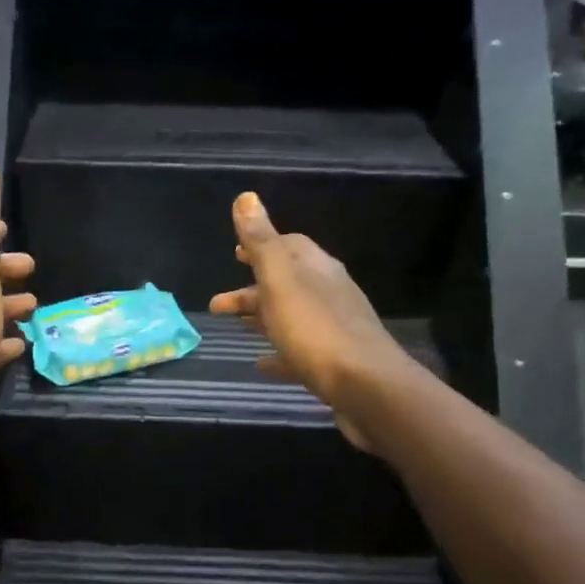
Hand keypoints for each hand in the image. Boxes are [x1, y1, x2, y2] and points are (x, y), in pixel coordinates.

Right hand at [208, 192, 415, 451]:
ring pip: (291, 316)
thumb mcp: (281, 280)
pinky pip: (300, 352)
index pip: (290, 245)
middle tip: (219, 303)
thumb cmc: (316, 329)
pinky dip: (279, 352)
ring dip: (262, 318)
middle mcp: (329, 293)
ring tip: (234, 327)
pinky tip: (262, 364)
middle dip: (252, 289)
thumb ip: (262, 242)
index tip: (236, 252)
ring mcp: (334, 329)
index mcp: (317, 269)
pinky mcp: (334, 363)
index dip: (262, 246)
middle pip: (286, 283)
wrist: (365, 386)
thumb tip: (246, 197)